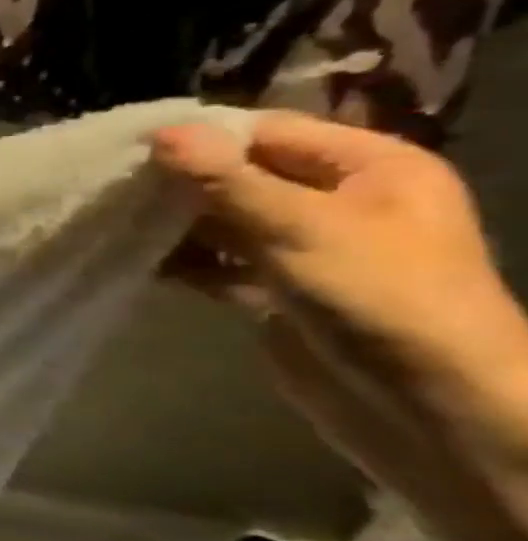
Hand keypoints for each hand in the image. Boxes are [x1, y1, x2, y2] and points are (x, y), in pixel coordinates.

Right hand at [150, 112, 527, 515]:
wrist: (427, 408)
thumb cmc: (378, 298)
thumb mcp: (300, 228)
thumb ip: (226, 181)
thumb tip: (162, 132)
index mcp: (370, 167)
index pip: (269, 132)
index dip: (203, 138)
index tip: (132, 148)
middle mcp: (340, 201)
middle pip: (243, 176)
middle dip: (181, 183)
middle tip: (114, 186)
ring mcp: (308, 250)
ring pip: (227, 222)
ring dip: (176, 224)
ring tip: (115, 222)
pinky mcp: (280, 293)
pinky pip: (222, 264)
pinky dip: (185, 263)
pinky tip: (140, 262)